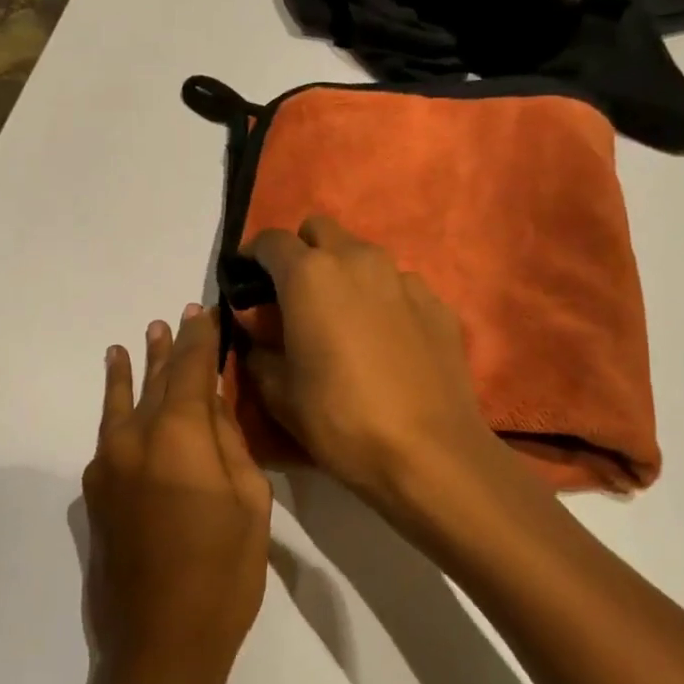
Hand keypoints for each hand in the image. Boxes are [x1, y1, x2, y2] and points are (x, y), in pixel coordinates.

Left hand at [83, 304, 271, 683]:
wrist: (159, 644)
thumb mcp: (249, 502)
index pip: (191, 369)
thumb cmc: (223, 574)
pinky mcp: (94, 492)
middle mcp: (134, 438)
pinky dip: (116, 409)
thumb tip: (210, 403)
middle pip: (155, 381)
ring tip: (132, 342)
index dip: (200, 337)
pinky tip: (118, 401)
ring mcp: (107, 465)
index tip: (206, 310)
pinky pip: (109, 436)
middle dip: (168, 348)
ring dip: (131, 371)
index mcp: (178, 435)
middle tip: (172, 318)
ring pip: (122, 403)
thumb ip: (229, 442)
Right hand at [246, 216, 502, 511]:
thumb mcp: (278, 392)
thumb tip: (256, 329)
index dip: (253, 259)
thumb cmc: (340, 420)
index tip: (247, 286)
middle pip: (320, 230)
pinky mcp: (437, 302)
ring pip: (362, 255)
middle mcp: (358, 260)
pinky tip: (384, 341)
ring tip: (342, 320)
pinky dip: (382, 299)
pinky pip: (397, 285)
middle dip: (301, 253)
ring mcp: (403, 278)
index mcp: (309, 275)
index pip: (270, 240)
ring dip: (343, 274)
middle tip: (294, 298)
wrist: (429, 453)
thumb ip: (257, 348)